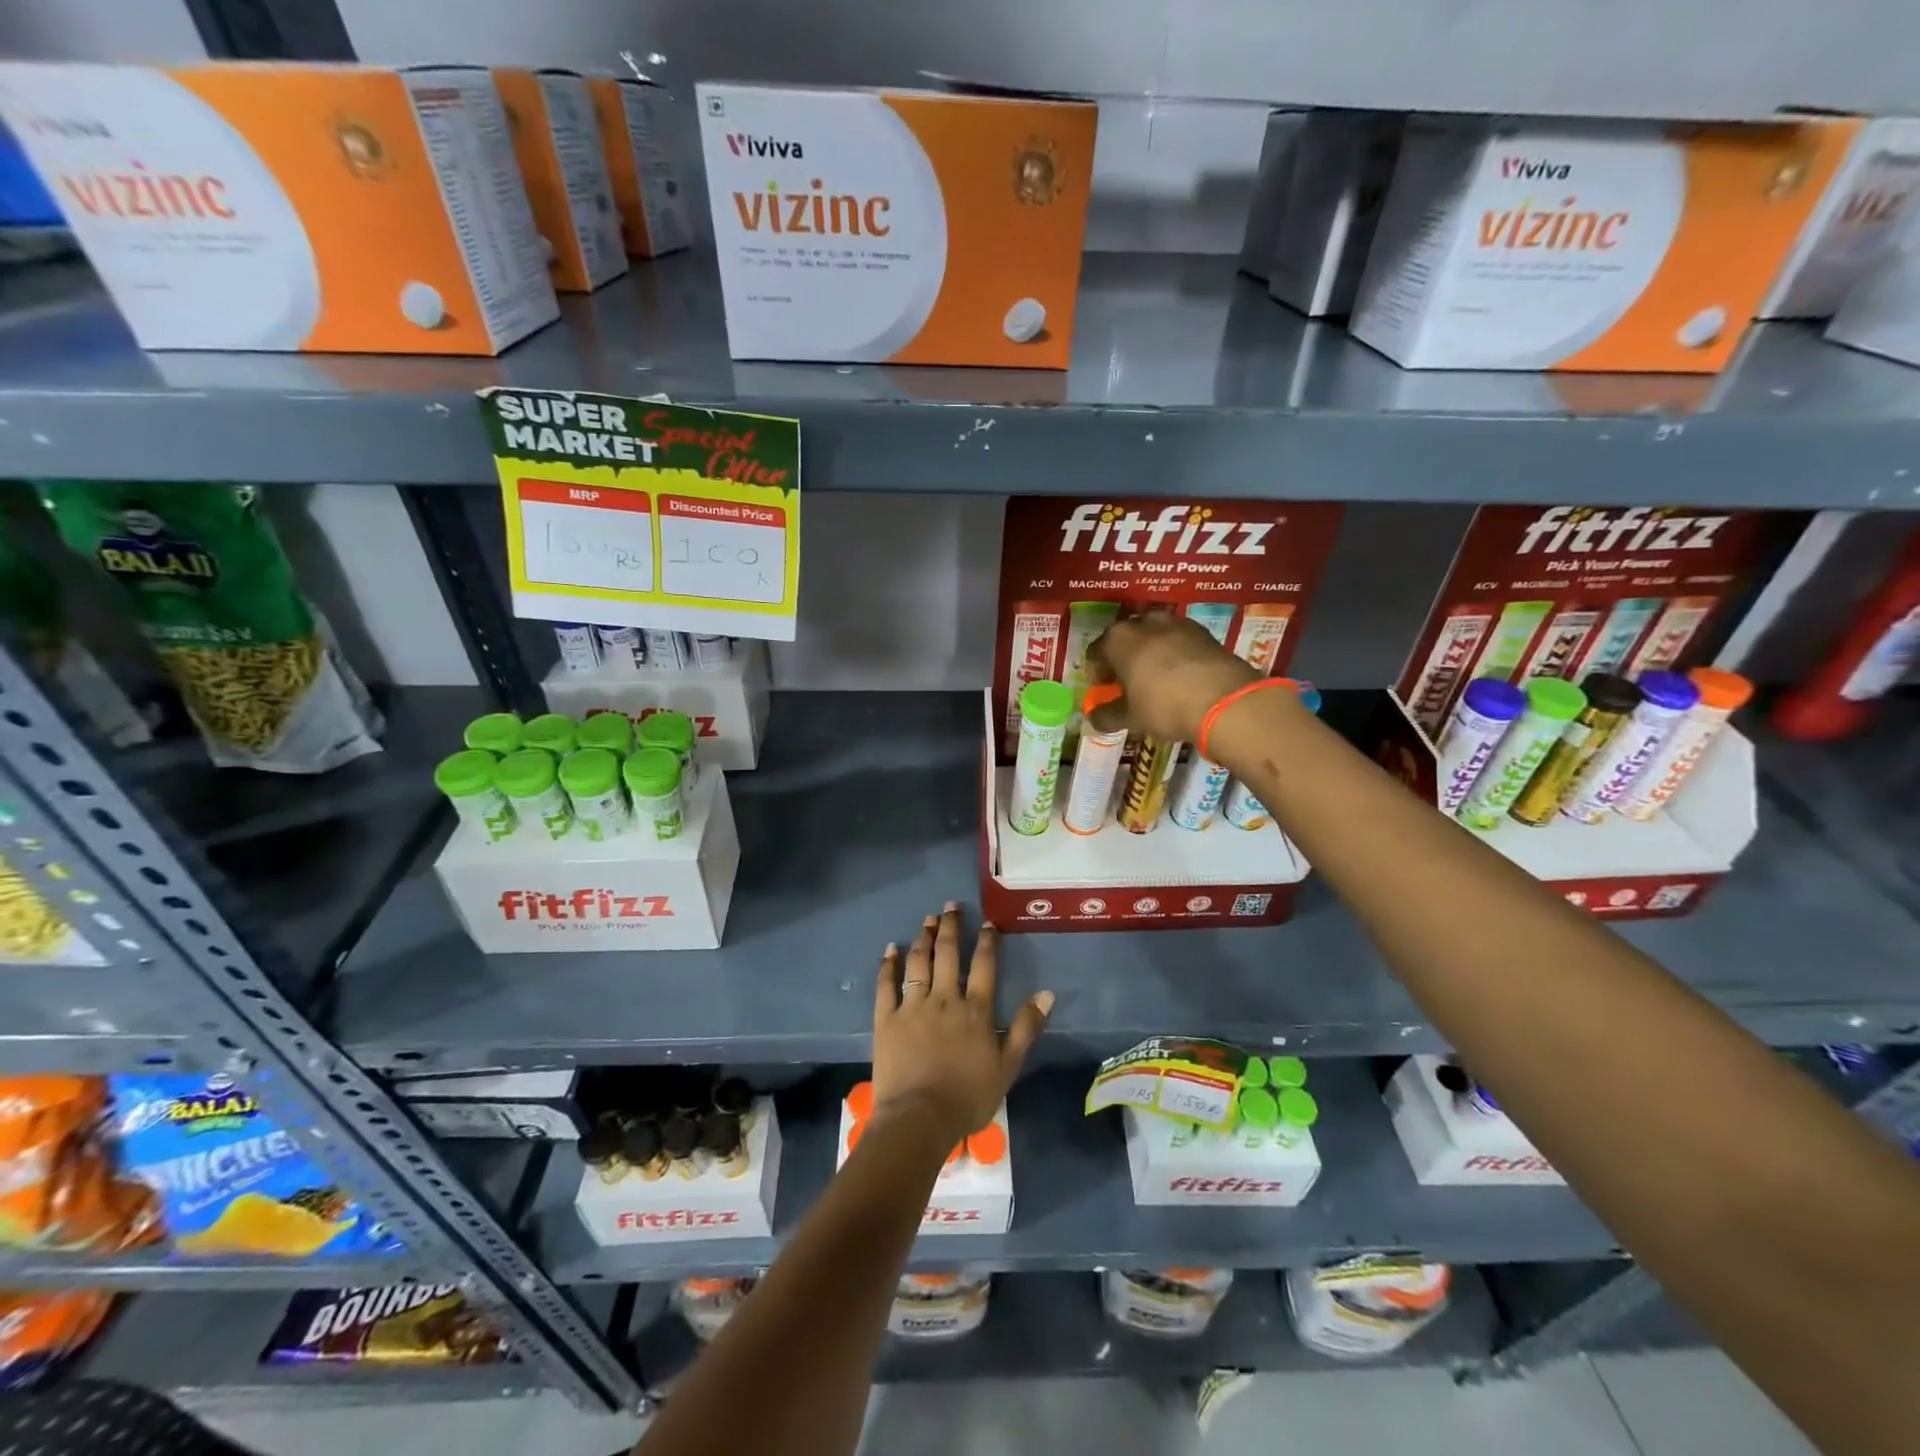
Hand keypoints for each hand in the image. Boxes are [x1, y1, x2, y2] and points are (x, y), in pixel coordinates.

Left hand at [873, 902, 1052, 1142]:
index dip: (987, 941)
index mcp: (975, 1010)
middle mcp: (944, 998)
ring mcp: (913, 1006)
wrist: (920, 1119)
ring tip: (927, 919)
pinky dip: (889, 965)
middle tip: (950, 906)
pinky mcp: (887, 1019)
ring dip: (924, 938)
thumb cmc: (968, 1097)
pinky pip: (887, 985)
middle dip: (950, 926)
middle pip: (948, 954)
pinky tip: (891, 949)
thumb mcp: (1008, 1067)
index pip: (984, 965)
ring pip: (919, 962)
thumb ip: (1027, 1028)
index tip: (987, 922)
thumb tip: (1047, 993)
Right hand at [1088, 611, 1258, 743]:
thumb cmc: (1163, 705)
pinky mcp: (1202, 631)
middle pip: (1125, 638)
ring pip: (1154, 635)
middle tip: (1128, 681)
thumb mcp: (1130, 718)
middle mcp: (1143, 622)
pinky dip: (1175, 653)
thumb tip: (1093, 719)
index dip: (1097, 671)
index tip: (1104, 687)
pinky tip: (1180, 674)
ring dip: (1150, 652)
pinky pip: (1179, 640)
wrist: (1223, 699)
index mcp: (1117, 639)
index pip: (1096, 651)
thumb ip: (1107, 716)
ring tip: (1155, 676)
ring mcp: (1176, 623)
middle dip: (1123, 657)